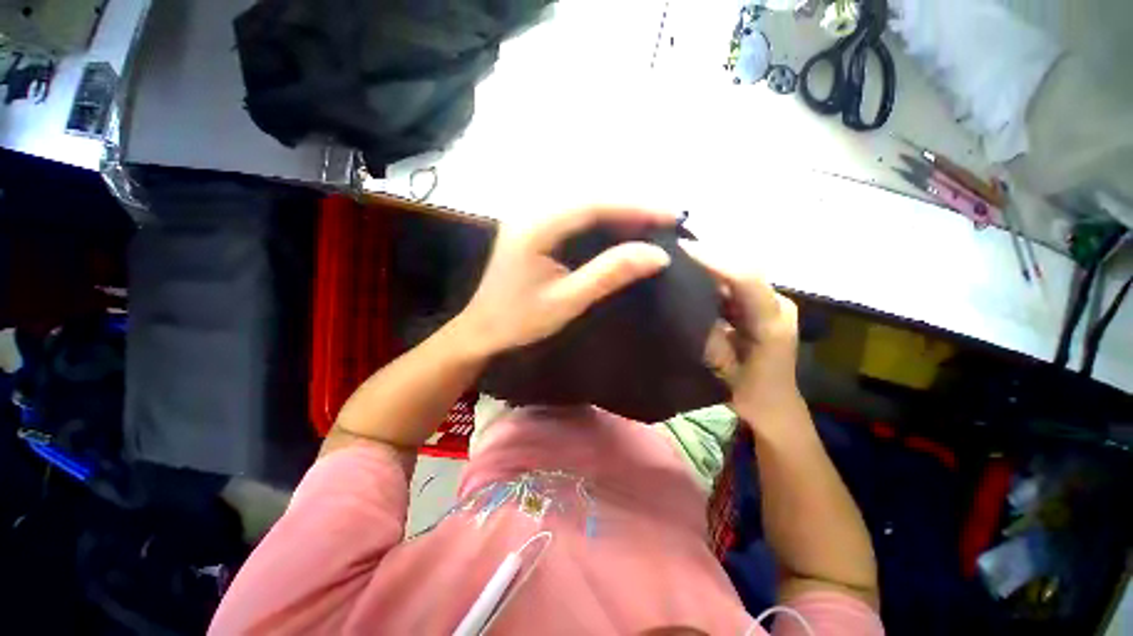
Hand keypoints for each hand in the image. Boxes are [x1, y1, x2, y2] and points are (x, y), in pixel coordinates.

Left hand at [455, 206, 675, 357]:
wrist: (481, 331)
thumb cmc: (519, 321)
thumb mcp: (567, 300)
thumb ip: (609, 274)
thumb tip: (657, 255)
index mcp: (536, 226)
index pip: (594, 205)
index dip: (636, 207)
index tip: (672, 214)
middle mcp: (533, 213)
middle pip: (591, 198)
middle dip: (631, 207)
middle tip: (668, 220)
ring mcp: (532, 219)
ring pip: (585, 205)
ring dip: (620, 212)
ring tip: (652, 224)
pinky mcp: (535, 230)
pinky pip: (576, 217)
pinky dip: (603, 222)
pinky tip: (621, 231)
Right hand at [681, 241, 800, 422]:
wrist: (773, 408)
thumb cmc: (748, 393)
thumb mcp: (722, 368)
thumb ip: (705, 333)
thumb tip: (684, 302)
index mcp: (772, 320)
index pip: (744, 278)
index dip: (713, 261)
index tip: (680, 249)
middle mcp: (777, 303)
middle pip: (742, 268)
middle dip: (708, 257)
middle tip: (673, 251)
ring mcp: (772, 303)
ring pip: (738, 274)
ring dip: (711, 266)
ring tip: (679, 260)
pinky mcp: (763, 307)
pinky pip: (736, 285)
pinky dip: (715, 279)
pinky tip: (693, 278)